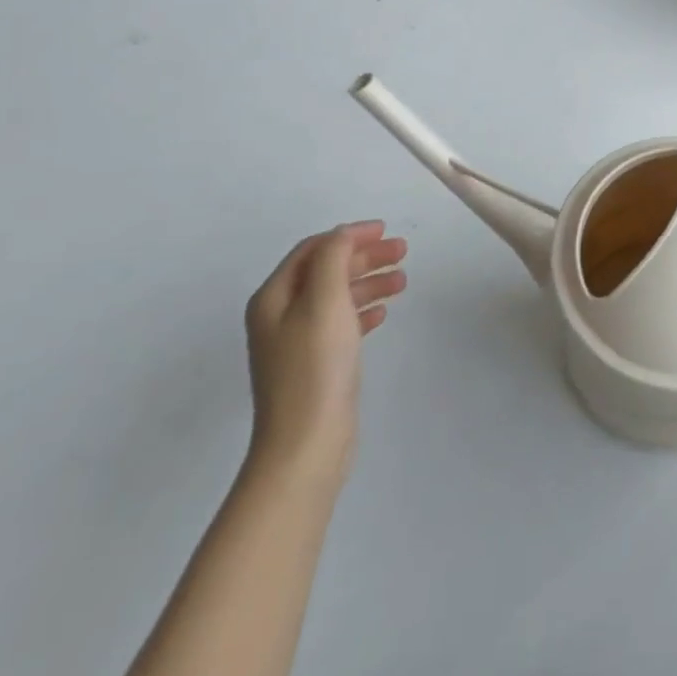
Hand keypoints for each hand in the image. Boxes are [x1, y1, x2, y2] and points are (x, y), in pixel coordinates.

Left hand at [244, 222, 407, 484]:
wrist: (306, 444)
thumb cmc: (315, 366)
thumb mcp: (325, 301)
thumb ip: (334, 258)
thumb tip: (343, 234)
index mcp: (274, 298)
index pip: (313, 249)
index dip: (349, 235)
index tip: (385, 230)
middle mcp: (279, 316)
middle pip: (326, 271)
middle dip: (364, 257)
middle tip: (402, 251)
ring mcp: (296, 343)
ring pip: (337, 297)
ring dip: (368, 282)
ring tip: (402, 281)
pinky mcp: (314, 365)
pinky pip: (341, 324)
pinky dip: (362, 311)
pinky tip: (383, 313)